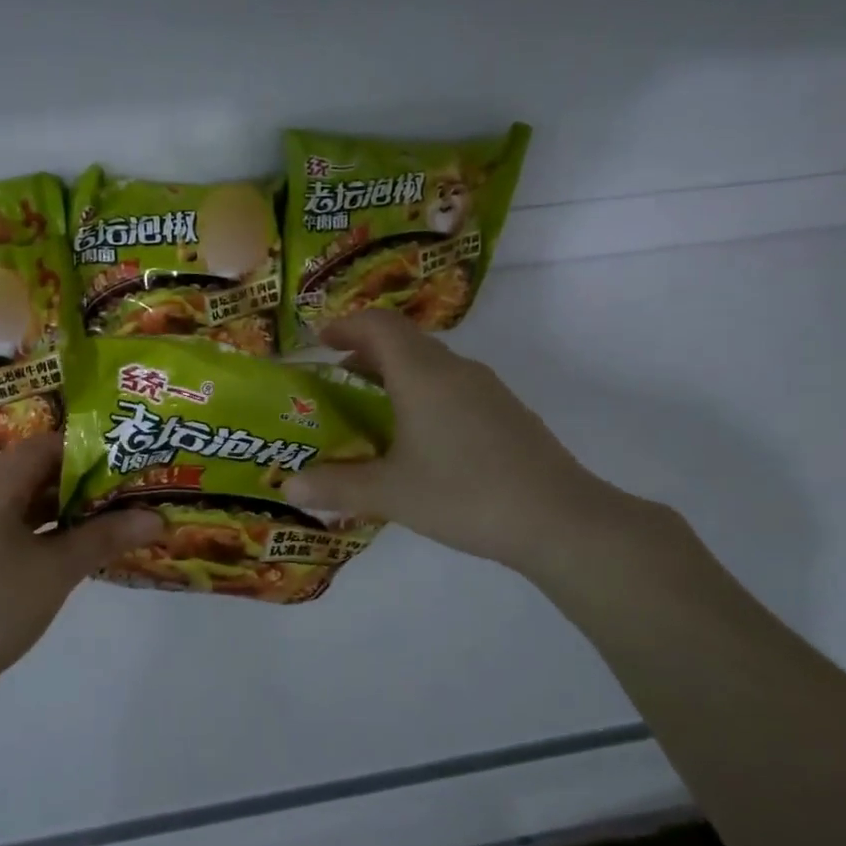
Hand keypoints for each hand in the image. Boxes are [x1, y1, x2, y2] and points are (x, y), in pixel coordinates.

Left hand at [0, 434, 162, 686]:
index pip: (43, 446)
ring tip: (113, 511)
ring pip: (27, 496)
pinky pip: (16, 520)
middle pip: (35, 469)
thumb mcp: (59, 569)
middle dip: (83, 477)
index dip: (86, 448)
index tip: (125, 460)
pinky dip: (48, 523)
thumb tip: (157, 517)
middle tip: (127, 487)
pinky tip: (81, 538)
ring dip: (67, 502)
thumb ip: (107, 536)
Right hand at [282, 310, 640, 577]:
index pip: (379, 325)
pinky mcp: (506, 413)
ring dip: (396, 376)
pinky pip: (453, 389)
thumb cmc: (463, 494)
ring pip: (432, 366)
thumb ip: (335, 486)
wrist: (558, 520)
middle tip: (336, 381)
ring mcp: (488, 391)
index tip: (319, 341)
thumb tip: (287, 487)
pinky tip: (418, 440)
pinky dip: (423, 397)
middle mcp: (456, 371)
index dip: (346, 325)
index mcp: (423, 375)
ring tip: (371, 412)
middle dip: (366, 354)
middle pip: (405, 342)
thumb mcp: (389, 493)